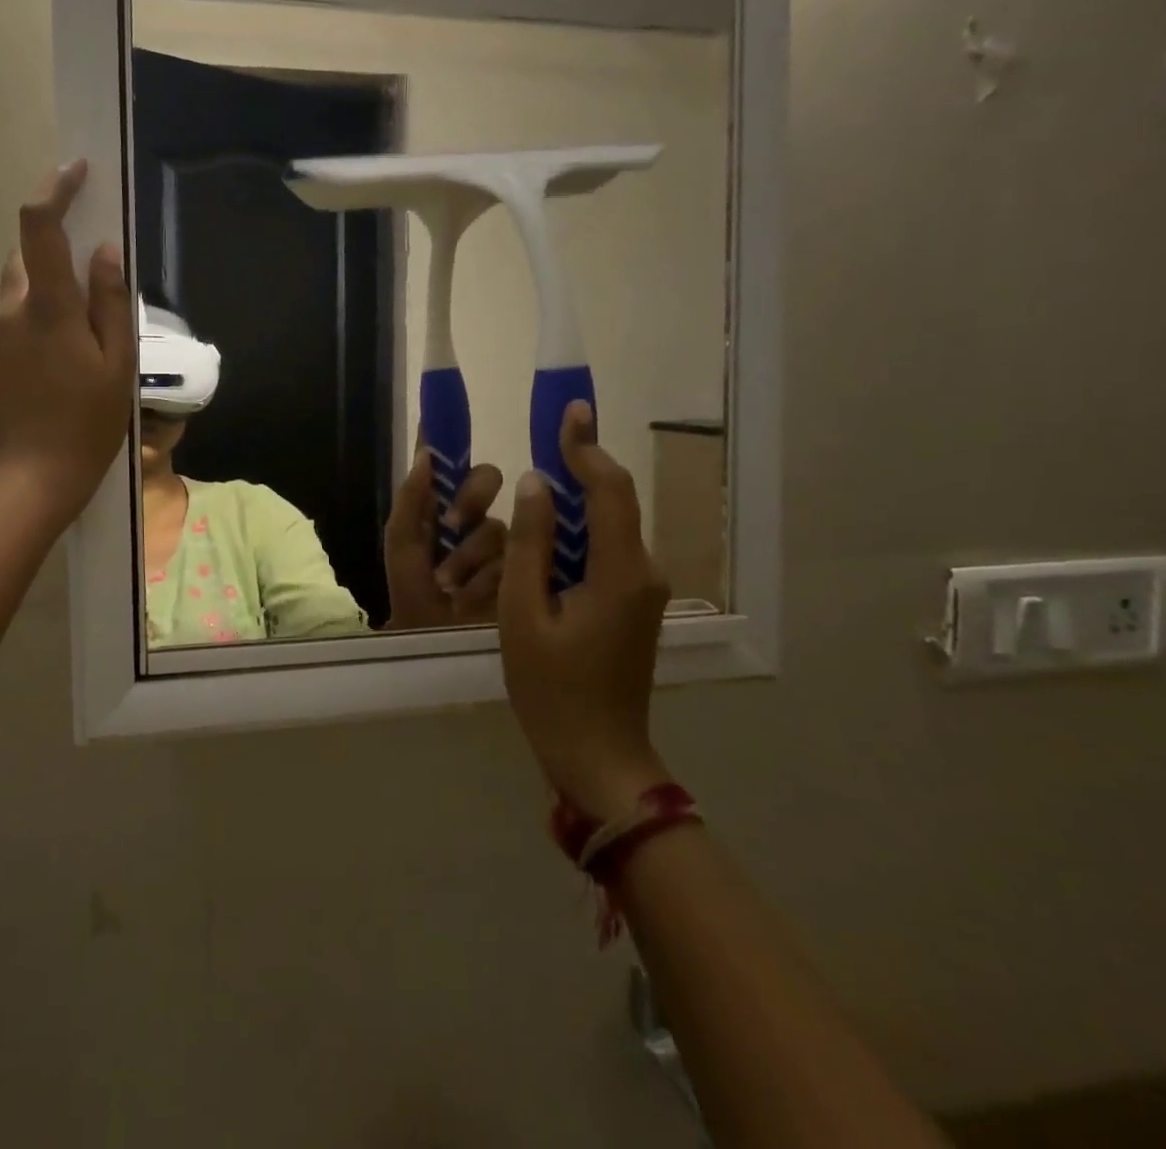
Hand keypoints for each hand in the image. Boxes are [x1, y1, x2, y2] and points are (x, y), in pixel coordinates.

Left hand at [0, 161, 134, 529]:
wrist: (31, 482)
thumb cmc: (88, 424)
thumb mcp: (116, 365)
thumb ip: (109, 303)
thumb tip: (103, 251)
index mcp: (48, 309)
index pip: (39, 228)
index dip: (55, 190)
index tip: (75, 171)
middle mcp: (9, 314)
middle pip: (25, 263)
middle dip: (54, 261)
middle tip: (89, 299)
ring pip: (18, 302)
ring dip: (45, 307)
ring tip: (76, 356)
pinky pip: (8, 334)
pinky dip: (30, 338)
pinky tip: (51, 380)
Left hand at [383, 451, 507, 629]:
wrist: (433, 639)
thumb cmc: (411, 589)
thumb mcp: (402, 543)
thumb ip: (411, 498)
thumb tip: (426, 452)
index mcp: (441, 503)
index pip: (450, 462)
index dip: (448, 435)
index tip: (444, 414)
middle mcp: (473, 514)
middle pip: (487, 479)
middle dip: (469, 497)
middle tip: (451, 522)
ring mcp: (500, 540)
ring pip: (496, 524)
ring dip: (467, 556)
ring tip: (448, 584)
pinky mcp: (522, 567)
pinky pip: (511, 557)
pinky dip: (483, 578)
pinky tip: (469, 596)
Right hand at [498, 402, 672, 819]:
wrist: (597, 755)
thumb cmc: (551, 688)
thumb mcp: (522, 613)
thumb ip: (529, 544)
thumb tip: (536, 484)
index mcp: (620, 572)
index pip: (608, 490)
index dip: (586, 447)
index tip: (570, 411)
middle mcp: (644, 572)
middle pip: (613, 502)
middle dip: (580, 464)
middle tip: (547, 431)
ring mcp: (643, 589)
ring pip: (609, 525)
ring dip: (575, 498)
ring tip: (538, 475)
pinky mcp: (633, 603)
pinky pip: (605, 550)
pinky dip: (577, 530)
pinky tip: (547, 529)